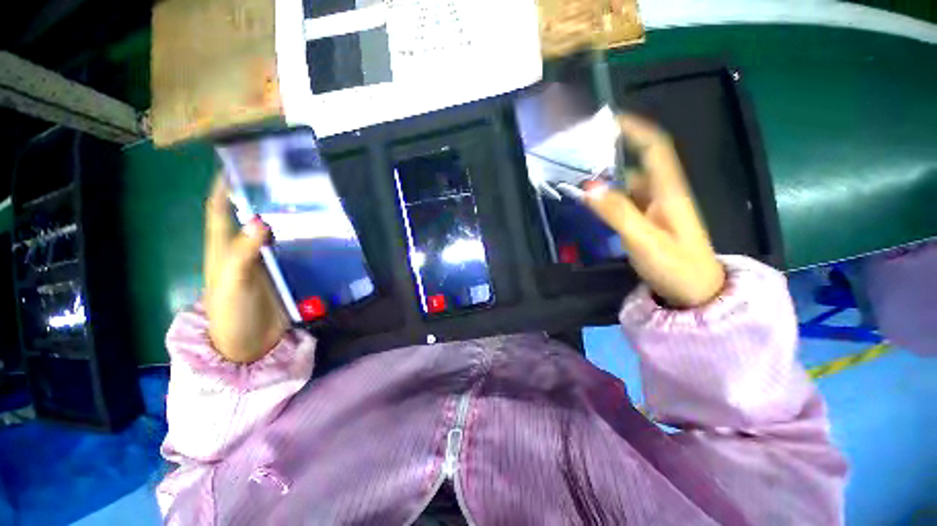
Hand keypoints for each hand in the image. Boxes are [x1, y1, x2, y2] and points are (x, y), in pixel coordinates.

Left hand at [204, 177, 288, 362]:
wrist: (250, 344)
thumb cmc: (232, 314)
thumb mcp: (232, 283)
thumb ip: (243, 253)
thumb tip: (260, 220)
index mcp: (223, 249)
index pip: (219, 210)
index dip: (224, 187)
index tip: (239, 165)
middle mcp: (243, 250)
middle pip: (249, 216)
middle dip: (260, 197)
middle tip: (285, 180)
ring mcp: (264, 261)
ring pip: (274, 231)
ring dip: (285, 217)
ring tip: (306, 201)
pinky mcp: (282, 272)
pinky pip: (291, 250)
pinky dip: (301, 239)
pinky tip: (317, 231)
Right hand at [585, 115, 724, 307]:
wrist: (696, 293)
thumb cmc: (677, 266)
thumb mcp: (645, 240)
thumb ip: (617, 213)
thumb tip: (588, 187)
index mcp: (669, 191)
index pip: (654, 147)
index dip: (635, 129)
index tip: (608, 120)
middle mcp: (662, 193)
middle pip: (636, 164)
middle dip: (610, 155)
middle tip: (579, 156)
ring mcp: (655, 209)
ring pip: (628, 184)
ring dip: (606, 178)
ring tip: (577, 179)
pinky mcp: (648, 221)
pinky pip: (625, 201)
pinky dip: (608, 197)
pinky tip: (591, 203)